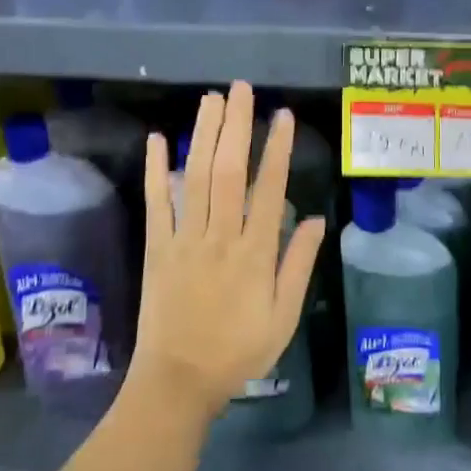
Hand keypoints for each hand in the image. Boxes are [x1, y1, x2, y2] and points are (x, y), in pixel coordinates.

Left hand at [131, 81, 325, 417]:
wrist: (178, 381)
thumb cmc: (238, 351)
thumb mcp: (283, 317)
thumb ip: (298, 266)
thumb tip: (315, 219)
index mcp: (254, 253)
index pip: (268, 190)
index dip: (277, 149)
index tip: (282, 116)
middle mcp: (219, 237)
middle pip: (228, 172)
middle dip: (236, 127)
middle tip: (241, 89)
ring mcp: (184, 239)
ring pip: (194, 178)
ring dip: (203, 136)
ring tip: (211, 100)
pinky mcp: (156, 248)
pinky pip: (156, 203)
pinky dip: (155, 170)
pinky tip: (157, 139)